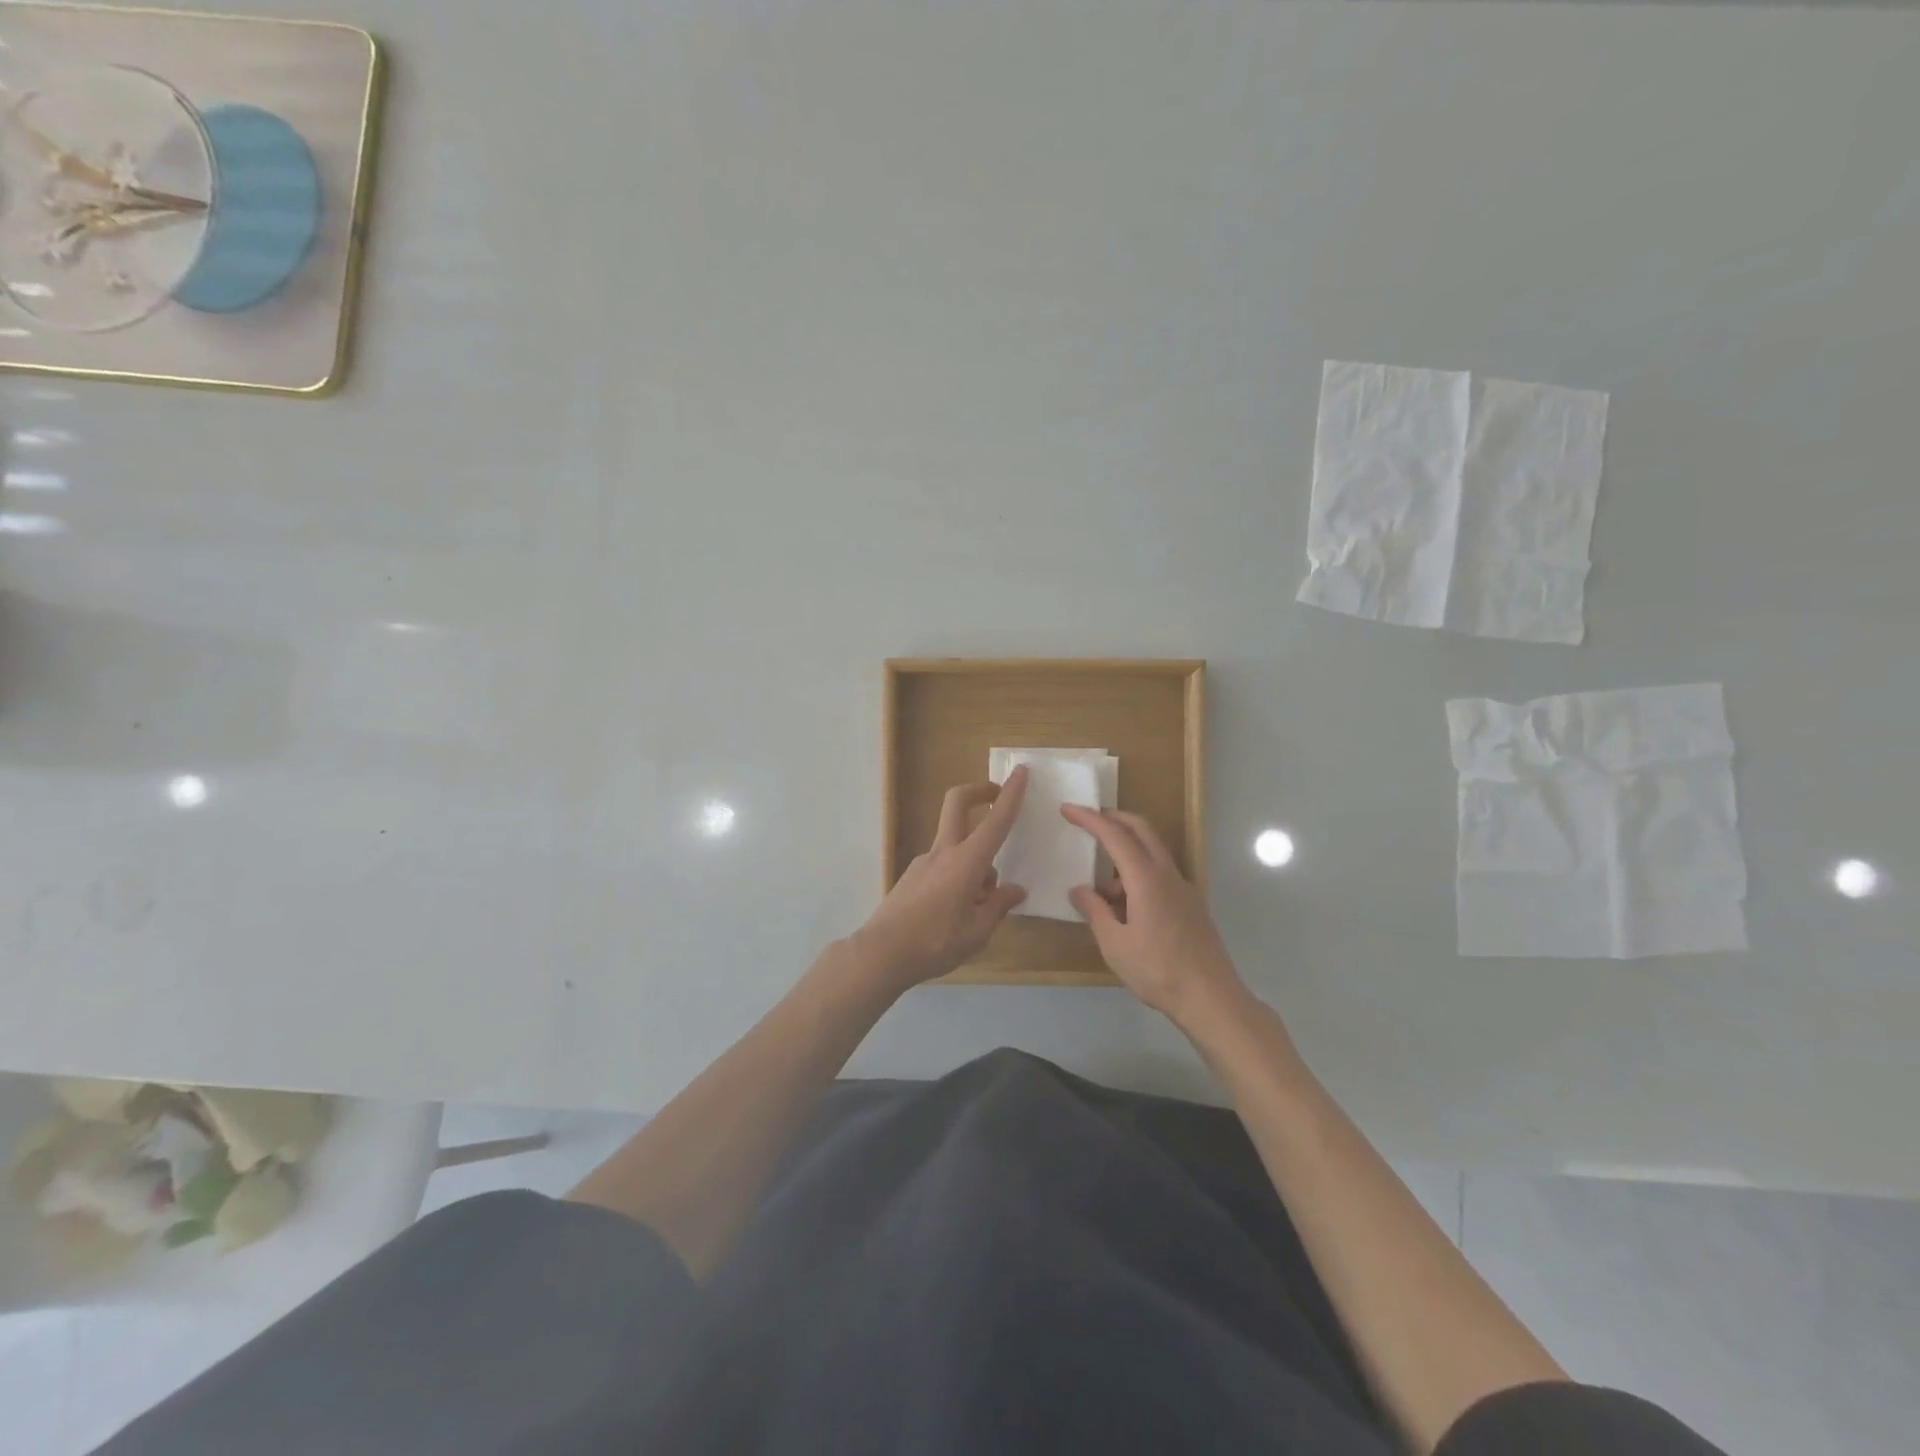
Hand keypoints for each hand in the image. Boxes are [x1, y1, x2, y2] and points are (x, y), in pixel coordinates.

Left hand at [852, 767, 1029, 988]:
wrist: (881, 954)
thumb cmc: (935, 943)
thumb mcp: (977, 932)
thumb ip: (998, 906)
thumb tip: (1015, 890)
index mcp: (966, 862)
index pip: (995, 821)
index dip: (1011, 795)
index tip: (1021, 772)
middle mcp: (943, 853)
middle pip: (957, 804)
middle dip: (979, 791)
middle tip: (997, 797)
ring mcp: (923, 862)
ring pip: (955, 846)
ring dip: (974, 861)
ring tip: (981, 908)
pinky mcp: (911, 877)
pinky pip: (943, 867)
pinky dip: (958, 877)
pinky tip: (957, 914)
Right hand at [1062, 806, 1248, 1028]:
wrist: (1211, 998)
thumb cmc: (1157, 970)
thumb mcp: (1114, 943)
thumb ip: (1095, 911)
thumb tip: (1079, 890)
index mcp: (1146, 879)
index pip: (1115, 835)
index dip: (1090, 819)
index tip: (1067, 808)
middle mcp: (1167, 874)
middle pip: (1141, 830)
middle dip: (1113, 818)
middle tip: (1087, 820)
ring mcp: (1182, 888)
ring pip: (1151, 852)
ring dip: (1125, 852)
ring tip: (1099, 889)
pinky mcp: (1189, 904)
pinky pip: (1159, 873)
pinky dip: (1137, 873)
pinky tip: (1124, 905)